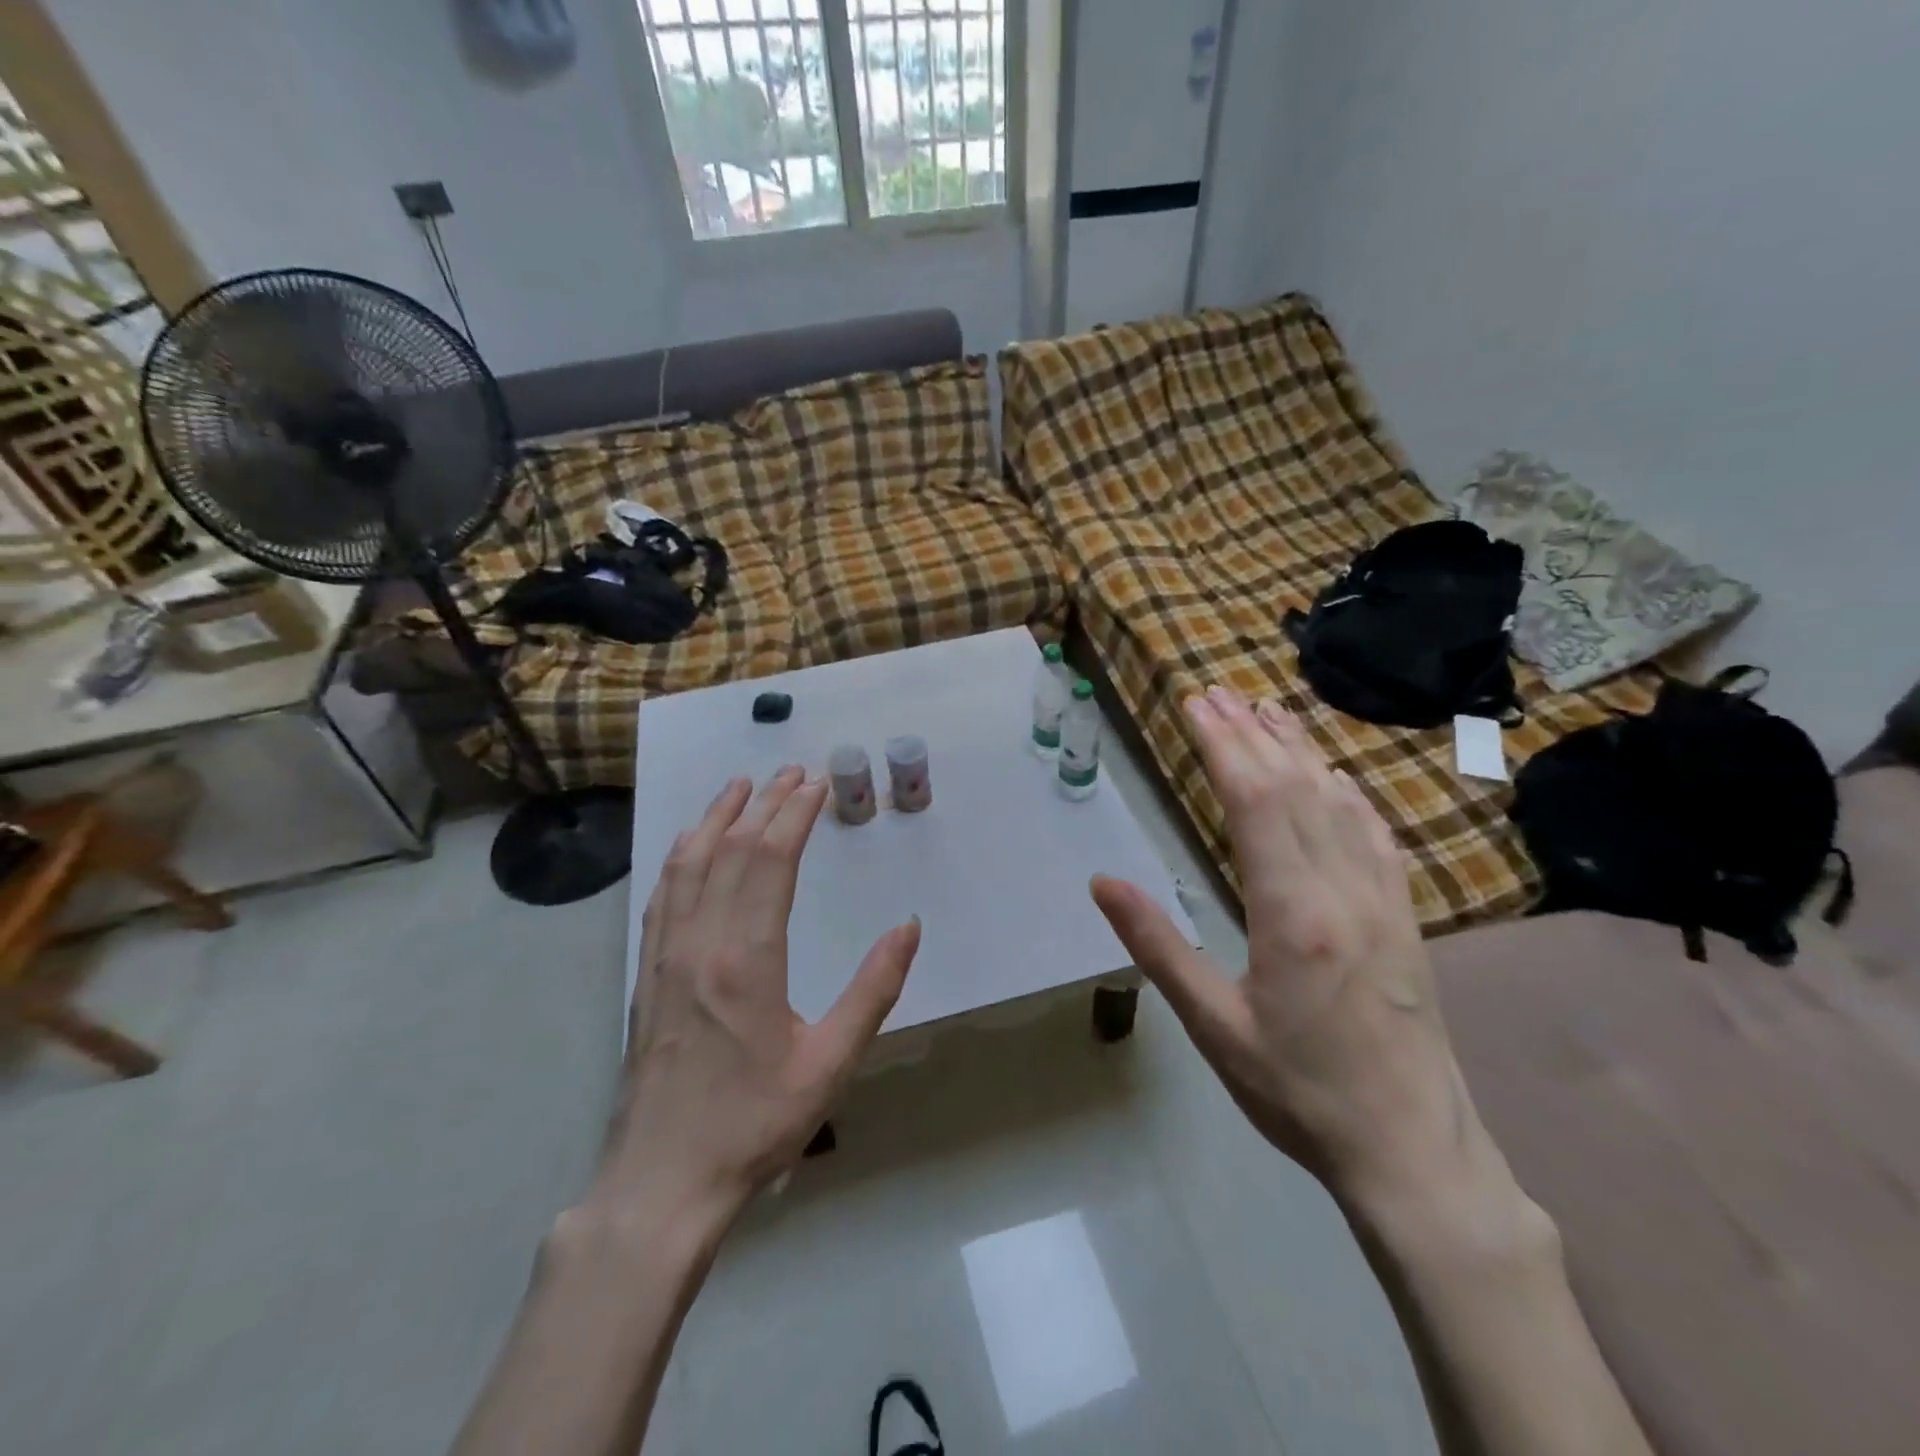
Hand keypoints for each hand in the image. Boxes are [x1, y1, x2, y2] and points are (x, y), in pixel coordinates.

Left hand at [591, 767, 921, 1230]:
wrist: (662, 1181)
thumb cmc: (754, 1123)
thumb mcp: (831, 1063)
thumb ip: (874, 990)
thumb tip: (908, 926)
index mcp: (746, 959)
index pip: (769, 861)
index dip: (794, 816)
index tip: (816, 784)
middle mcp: (699, 943)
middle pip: (729, 850)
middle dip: (763, 804)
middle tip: (791, 772)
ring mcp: (664, 956)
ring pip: (687, 864)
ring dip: (715, 818)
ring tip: (739, 786)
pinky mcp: (646, 974)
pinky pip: (662, 895)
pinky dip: (680, 856)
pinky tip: (690, 845)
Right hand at [1091, 687, 1485, 1212]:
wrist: (1412, 1150)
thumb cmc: (1298, 1091)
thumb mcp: (1214, 1025)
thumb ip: (1158, 946)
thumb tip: (1102, 883)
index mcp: (1293, 912)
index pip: (1255, 802)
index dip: (1223, 746)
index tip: (1194, 706)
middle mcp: (1343, 889)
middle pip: (1295, 787)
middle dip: (1250, 733)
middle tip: (1215, 693)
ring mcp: (1383, 899)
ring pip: (1338, 801)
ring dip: (1298, 750)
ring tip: (1265, 710)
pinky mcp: (1404, 916)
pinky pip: (1374, 833)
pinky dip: (1346, 791)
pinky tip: (1334, 775)